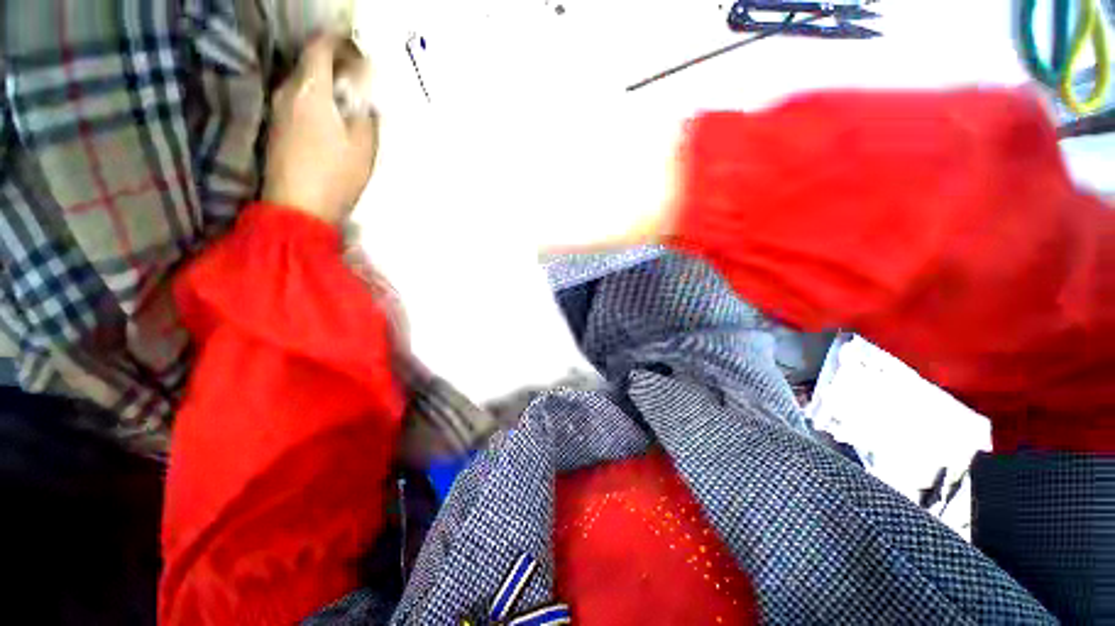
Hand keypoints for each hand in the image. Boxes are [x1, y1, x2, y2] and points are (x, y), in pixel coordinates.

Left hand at [263, 36, 377, 223]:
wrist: (298, 208)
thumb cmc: (335, 175)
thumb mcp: (364, 146)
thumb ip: (366, 114)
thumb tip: (364, 95)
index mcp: (311, 90)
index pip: (320, 47)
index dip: (340, 43)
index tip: (359, 53)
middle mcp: (288, 91)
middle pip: (309, 63)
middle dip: (335, 65)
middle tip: (359, 81)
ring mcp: (278, 110)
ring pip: (302, 82)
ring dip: (325, 84)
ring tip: (348, 102)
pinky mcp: (276, 128)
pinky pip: (296, 100)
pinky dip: (315, 100)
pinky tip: (330, 120)